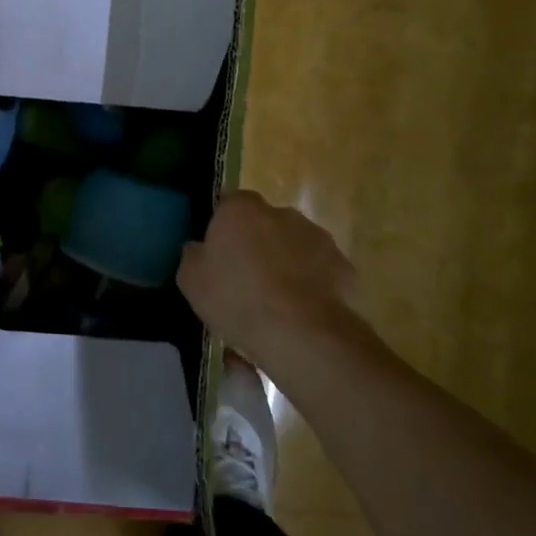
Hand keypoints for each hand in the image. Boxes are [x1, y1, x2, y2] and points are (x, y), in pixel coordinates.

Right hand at [177, 191, 360, 368]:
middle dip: (257, 244)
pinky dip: (311, 285)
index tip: (218, 253)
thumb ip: (193, 256)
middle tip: (245, 279)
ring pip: (295, 246)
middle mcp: (282, 213)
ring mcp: (318, 237)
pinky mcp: (344, 266)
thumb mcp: (191, 281)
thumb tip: (199, 248)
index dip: (223, 227)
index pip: (229, 203)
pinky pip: (320, 272)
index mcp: (241, 210)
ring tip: (276, 302)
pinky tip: (301, 314)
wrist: (300, 332)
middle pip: (265, 223)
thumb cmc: (236, 298)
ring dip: (286, 263)